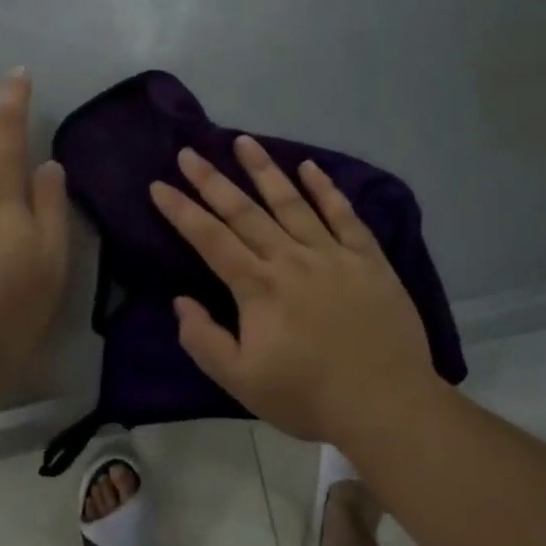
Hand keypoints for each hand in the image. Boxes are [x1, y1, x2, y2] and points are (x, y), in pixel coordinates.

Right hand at [149, 137, 443, 447]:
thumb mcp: (240, 382)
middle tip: (190, 151)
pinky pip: (344, 215)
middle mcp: (291, 259)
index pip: (210, 239)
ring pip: (291, 202)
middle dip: (212, 180)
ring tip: (243, 141)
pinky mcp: (367, 259)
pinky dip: (326, 189)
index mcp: (258, 287)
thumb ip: (203, 340)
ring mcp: (332, 254)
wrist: (386, 404)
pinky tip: (310, 167)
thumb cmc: (307, 396)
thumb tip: (180, 301)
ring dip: (264, 170)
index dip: (181, 211)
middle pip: (244, 211)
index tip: (159, 185)